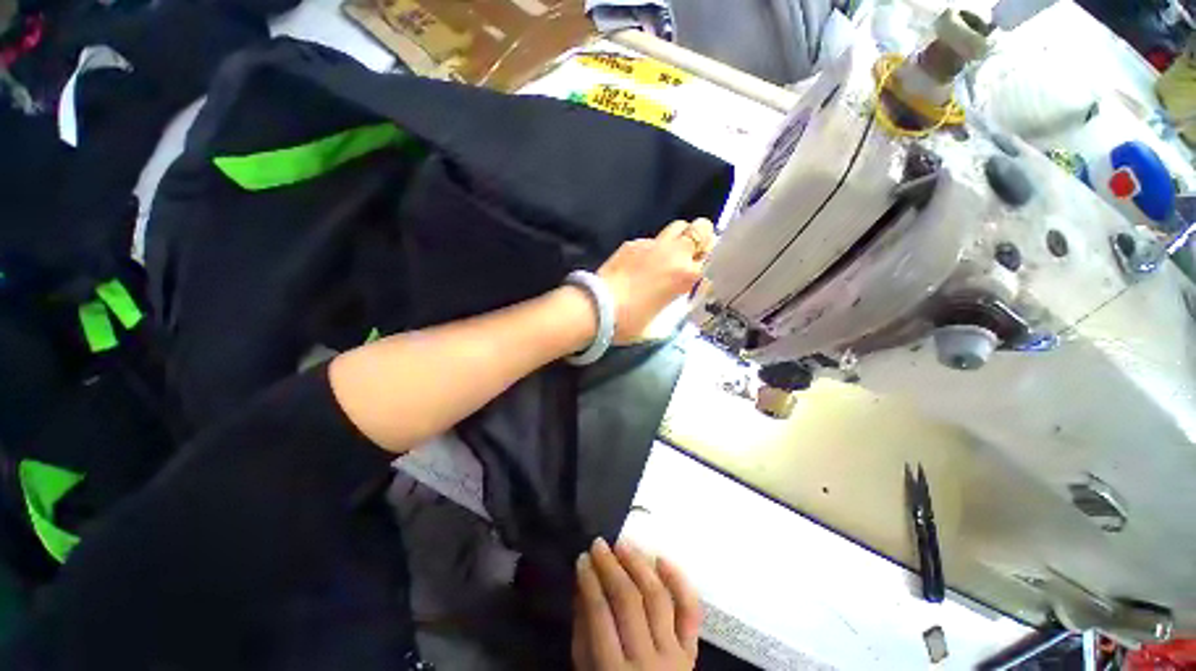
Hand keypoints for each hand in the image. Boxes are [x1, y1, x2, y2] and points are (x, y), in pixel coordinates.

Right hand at [573, 538, 702, 670]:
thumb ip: (583, 632)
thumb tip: (583, 584)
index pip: (600, 614)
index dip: (589, 581)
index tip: (582, 558)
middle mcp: (647, 662)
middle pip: (629, 601)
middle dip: (611, 567)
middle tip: (599, 544)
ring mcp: (675, 656)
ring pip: (657, 598)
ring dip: (639, 565)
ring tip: (624, 545)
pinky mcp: (692, 652)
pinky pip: (690, 612)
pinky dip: (678, 582)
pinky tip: (661, 559)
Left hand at [597, 219, 714, 343]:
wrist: (598, 309)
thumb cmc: (632, 322)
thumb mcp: (664, 321)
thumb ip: (679, 302)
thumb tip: (682, 293)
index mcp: (686, 275)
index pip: (714, 258)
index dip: (710, 265)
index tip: (701, 275)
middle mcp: (674, 253)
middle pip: (701, 228)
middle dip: (701, 240)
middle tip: (691, 257)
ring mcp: (652, 244)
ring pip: (678, 226)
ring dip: (680, 238)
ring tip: (669, 257)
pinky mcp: (632, 243)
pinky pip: (652, 239)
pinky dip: (654, 249)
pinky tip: (641, 265)